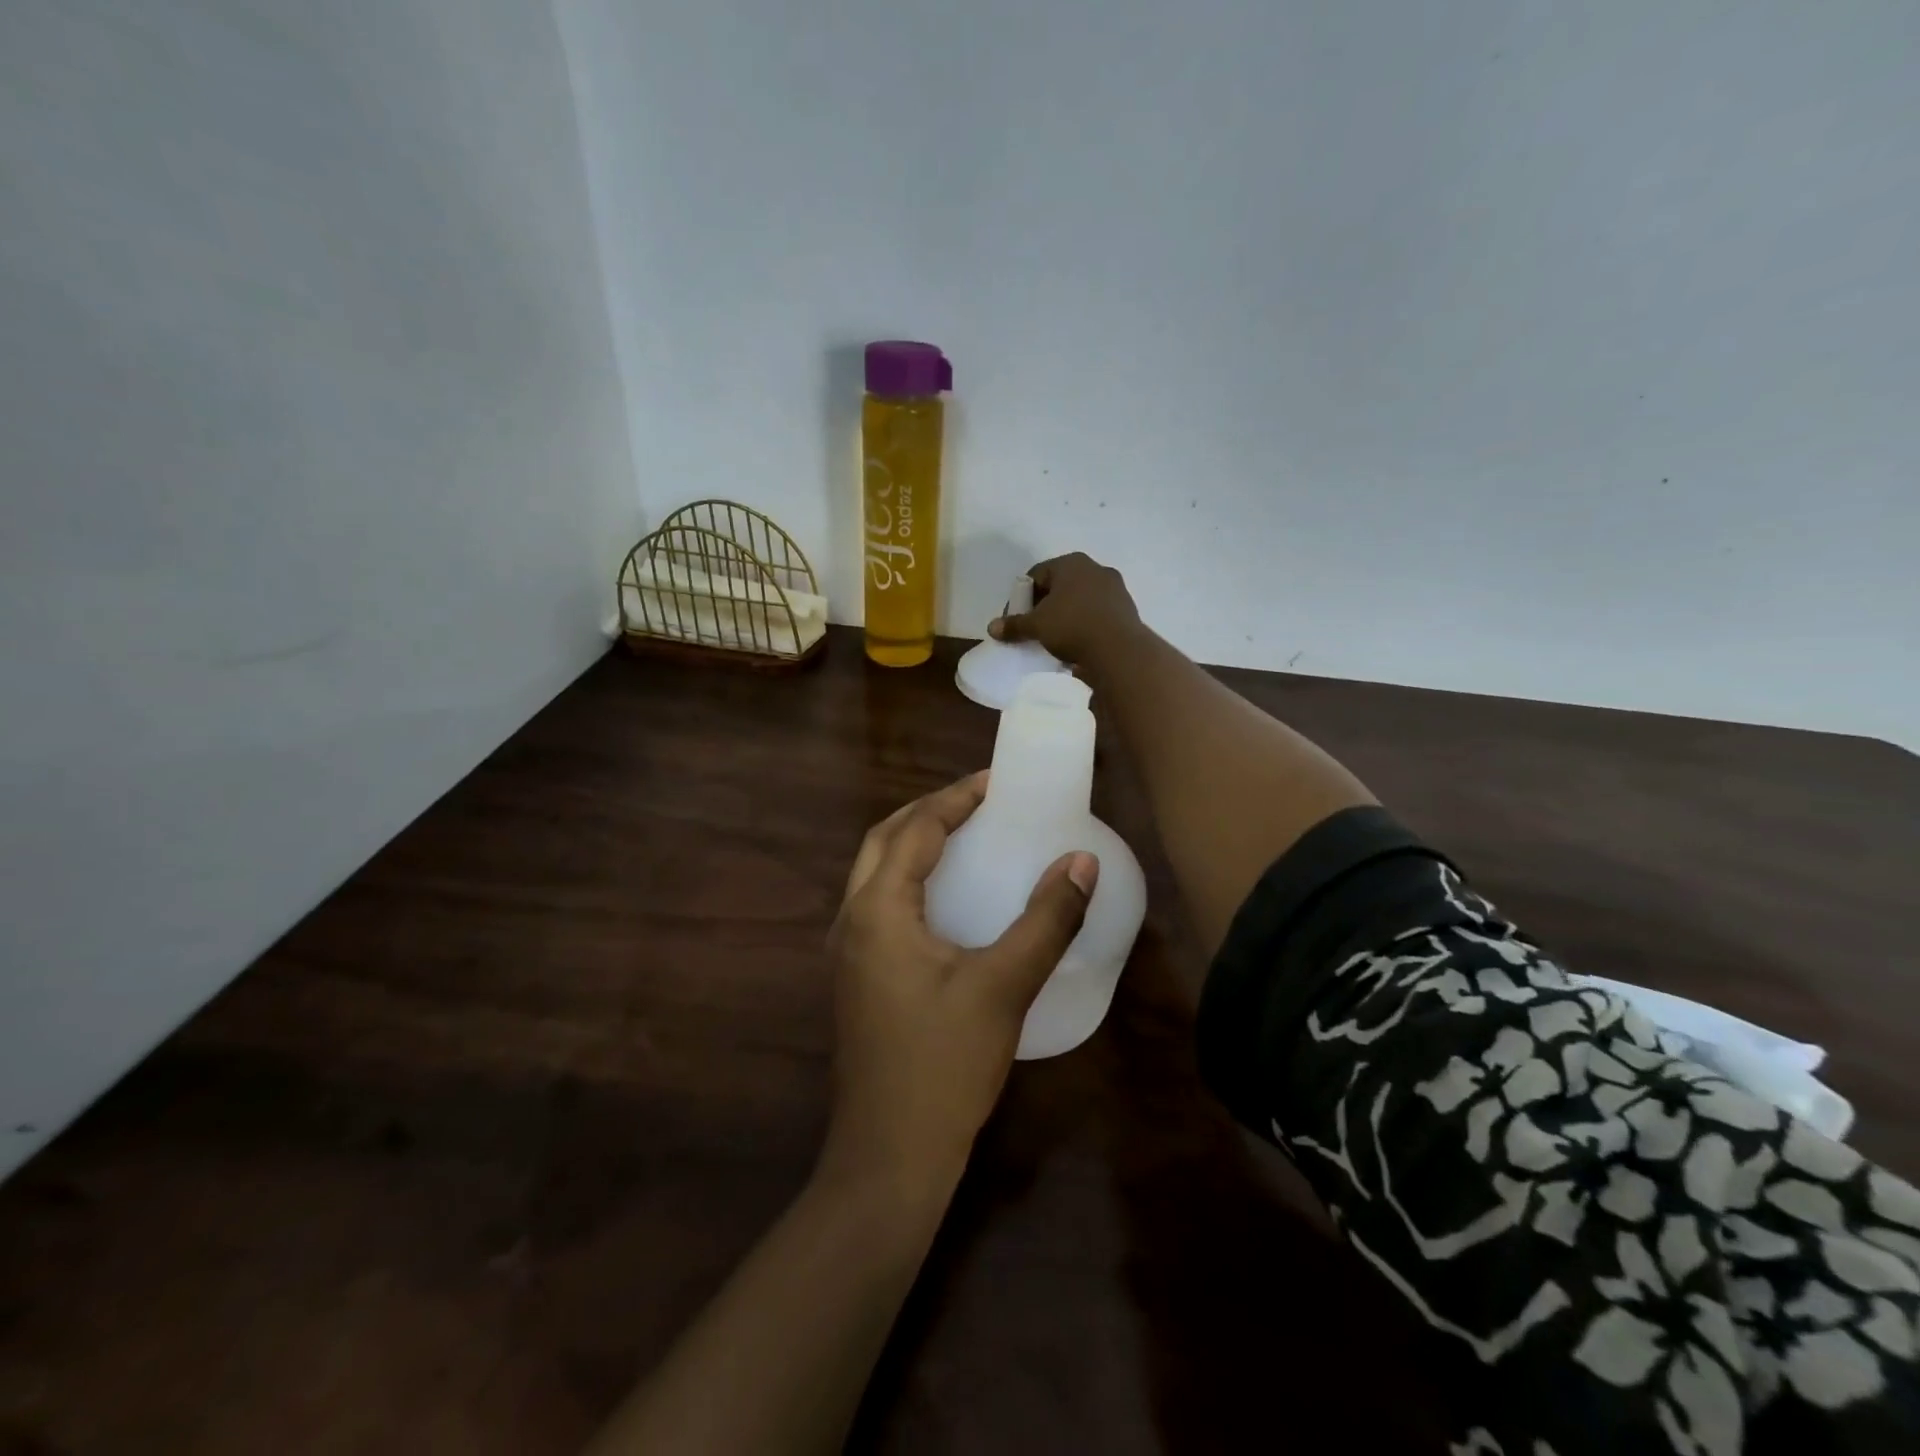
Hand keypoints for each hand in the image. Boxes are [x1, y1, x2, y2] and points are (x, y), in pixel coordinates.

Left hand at [821, 773, 1098, 1196]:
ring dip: (913, 843)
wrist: (888, 1158)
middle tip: (977, 803)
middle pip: (884, 841)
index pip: (915, 830)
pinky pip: (878, 903)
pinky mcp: (856, 978)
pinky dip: (909, 879)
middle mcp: (851, 920)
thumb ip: (1046, 920)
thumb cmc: (944, 1065)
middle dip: (927, 812)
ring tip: (963, 836)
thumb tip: (1082, 861)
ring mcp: (847, 951)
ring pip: (876, 872)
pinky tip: (945, 899)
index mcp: (878, 909)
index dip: (955, 799)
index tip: (995, 782)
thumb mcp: (1004, 987)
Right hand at [988, 551, 1142, 665]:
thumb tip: (992, 628)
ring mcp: (1115, 587)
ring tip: (1055, 638)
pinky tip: (1077, 643)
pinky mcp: (1126, 608)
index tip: (1016, 619)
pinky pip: (1096, 613)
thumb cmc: (1072, 627)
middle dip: (1044, 605)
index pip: (1036, 575)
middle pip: (1060, 586)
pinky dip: (1084, 623)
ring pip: (1080, 599)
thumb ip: (1014, 625)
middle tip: (1034, 628)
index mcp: (1071, 563)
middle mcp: (1095, 568)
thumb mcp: (1036, 626)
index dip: (1021, 597)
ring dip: (1066, 615)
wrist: (1119, 650)